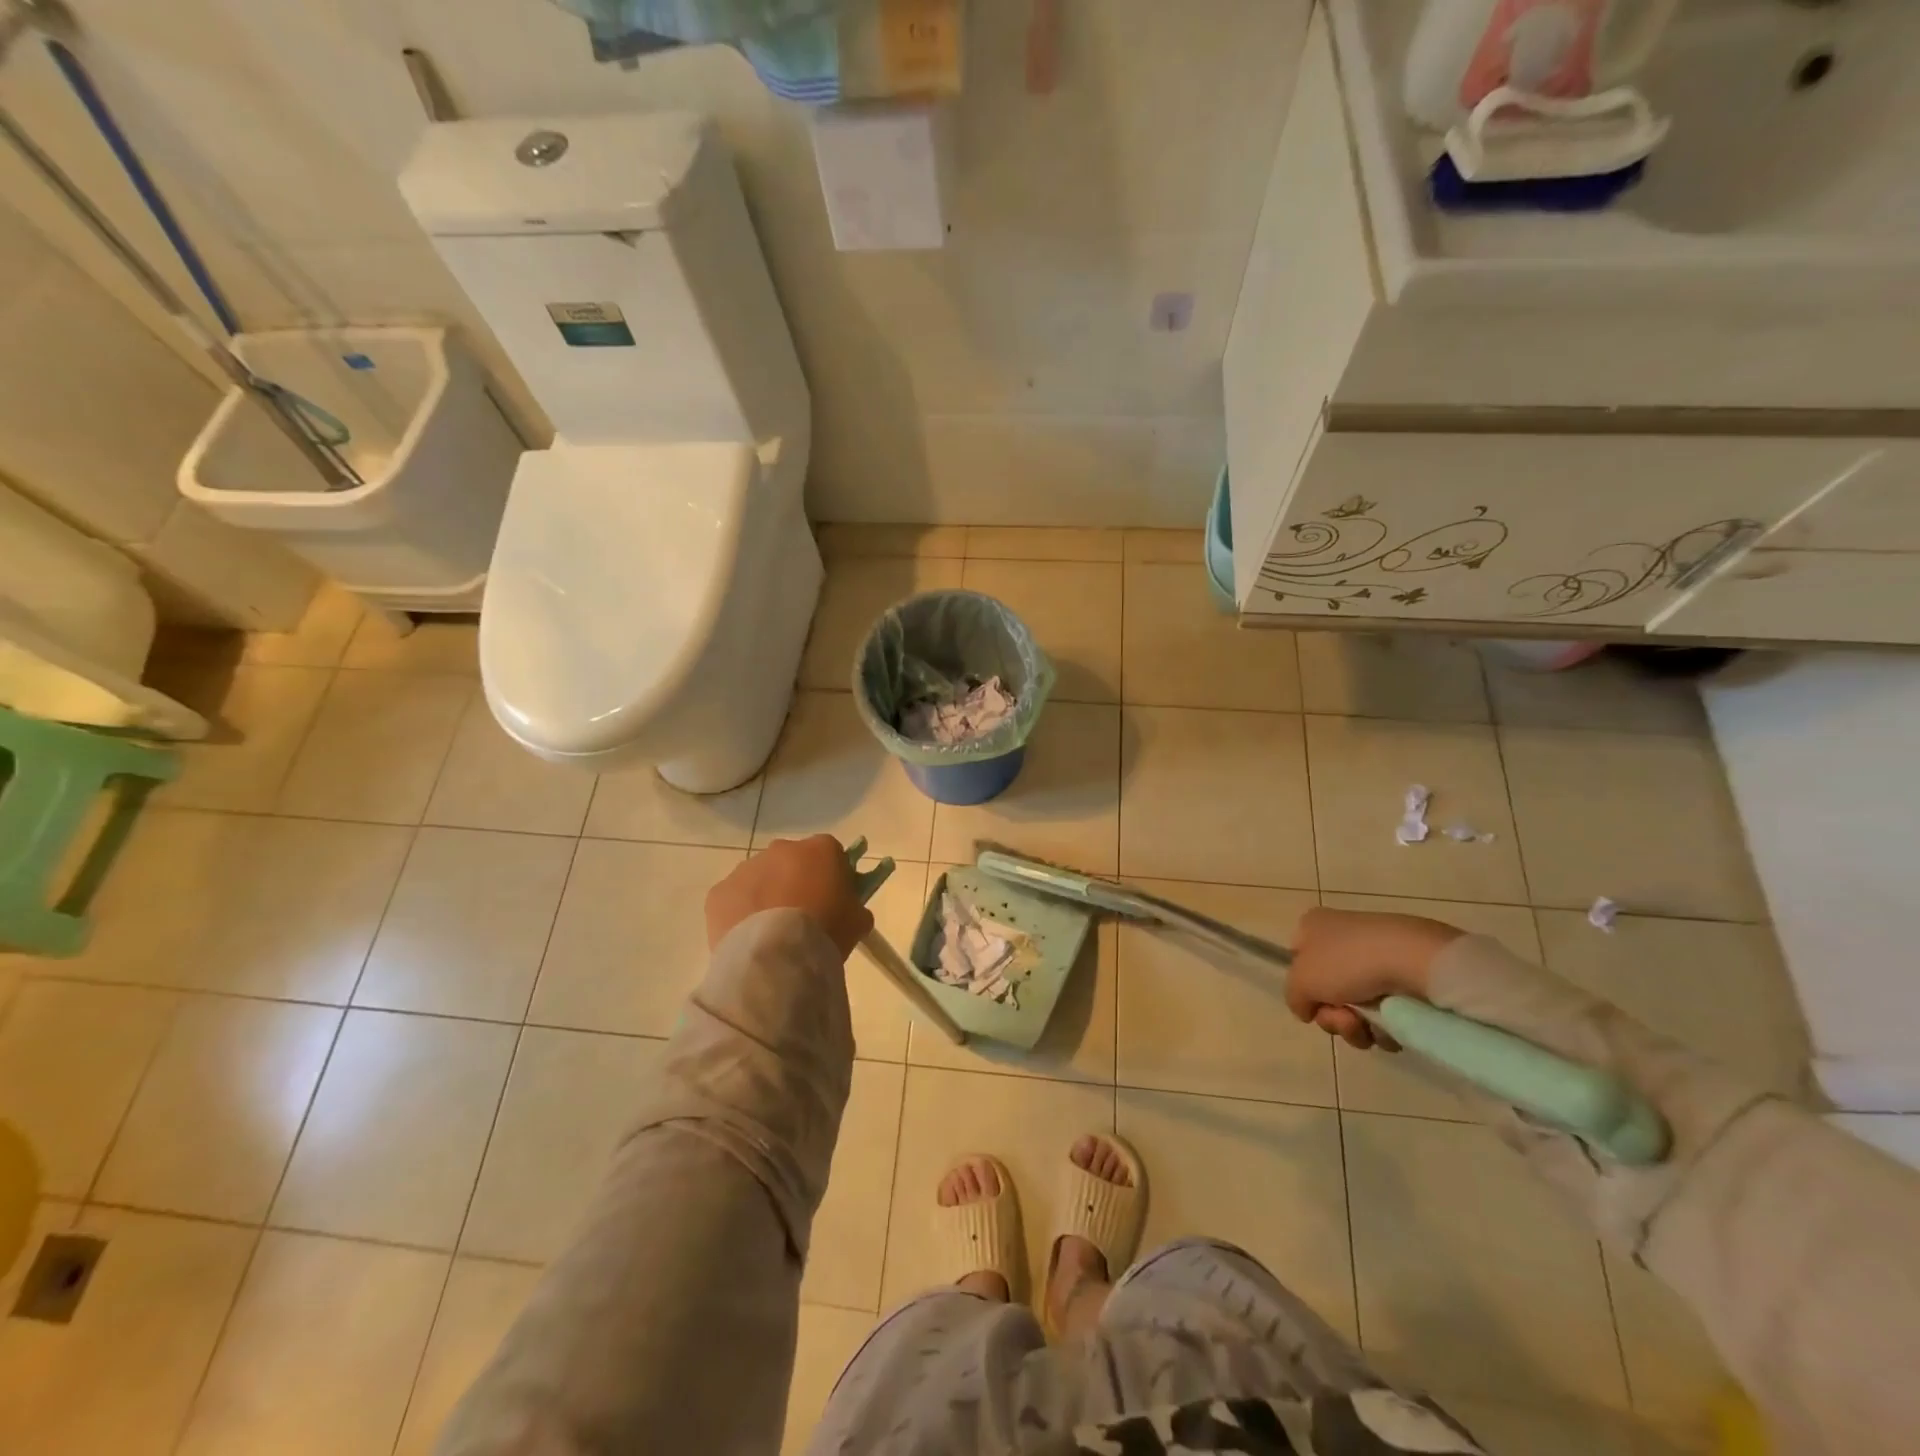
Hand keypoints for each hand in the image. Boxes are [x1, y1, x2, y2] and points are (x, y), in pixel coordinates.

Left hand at [705, 835, 874, 959]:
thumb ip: (855, 906)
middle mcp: (782, 848)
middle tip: (802, 916)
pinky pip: (734, 899)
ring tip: (773, 933)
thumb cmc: (825, 932)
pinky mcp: (720, 891)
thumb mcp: (858, 921)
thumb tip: (848, 909)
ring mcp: (747, 867)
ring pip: (761, 878)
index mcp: (820, 849)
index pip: (831, 853)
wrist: (776, 957)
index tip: (833, 898)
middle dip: (796, 881)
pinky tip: (750, 939)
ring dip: (767, 896)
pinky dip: (741, 913)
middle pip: (792, 861)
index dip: (832, 875)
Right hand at [1286, 908, 1464, 1049]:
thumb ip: (1293, 997)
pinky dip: (1384, 1028)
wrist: (1414, 960)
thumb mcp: (1301, 981)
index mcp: (1314, 927)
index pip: (1296, 958)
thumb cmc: (1347, 962)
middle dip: (1332, 1016)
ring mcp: (1376, 958)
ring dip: (1356, 1027)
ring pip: (1355, 1008)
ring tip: (1370, 1027)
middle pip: (1326, 991)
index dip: (1302, 985)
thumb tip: (1307, 1009)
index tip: (1312, 1002)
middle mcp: (1342, 938)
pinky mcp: (1406, 978)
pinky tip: (1391, 1028)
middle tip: (1344, 1019)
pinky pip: (1386, 1013)